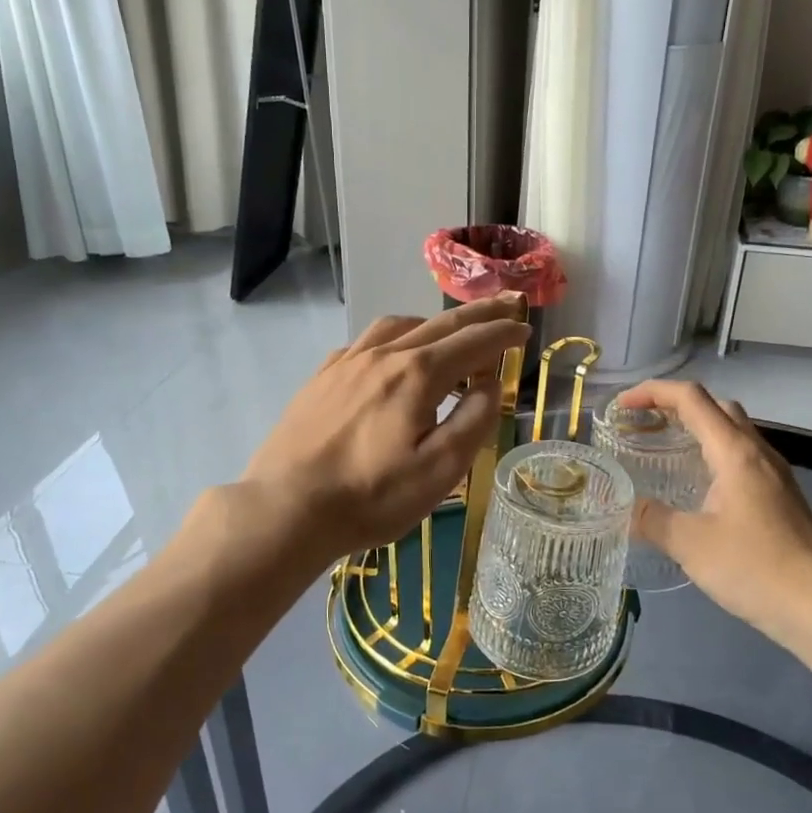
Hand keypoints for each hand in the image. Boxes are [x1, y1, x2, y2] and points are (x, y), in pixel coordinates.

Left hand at [241, 297, 530, 564]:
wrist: (286, 508)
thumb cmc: (371, 496)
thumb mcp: (440, 470)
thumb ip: (474, 420)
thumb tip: (489, 384)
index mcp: (418, 374)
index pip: (473, 342)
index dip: (503, 333)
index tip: (525, 329)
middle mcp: (384, 355)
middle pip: (440, 323)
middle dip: (479, 314)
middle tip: (507, 304)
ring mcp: (347, 362)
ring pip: (398, 326)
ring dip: (433, 324)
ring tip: (448, 335)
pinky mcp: (322, 377)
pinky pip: (365, 342)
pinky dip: (393, 339)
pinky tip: (390, 358)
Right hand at [616, 379, 811, 642]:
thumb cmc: (754, 567)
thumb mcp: (690, 543)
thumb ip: (651, 519)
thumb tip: (623, 507)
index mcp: (735, 451)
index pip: (691, 398)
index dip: (653, 392)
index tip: (622, 406)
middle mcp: (758, 452)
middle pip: (716, 406)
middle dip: (676, 405)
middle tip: (644, 424)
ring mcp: (775, 474)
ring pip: (733, 431)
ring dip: (698, 429)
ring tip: (666, 450)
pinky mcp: (782, 497)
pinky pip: (743, 457)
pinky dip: (714, 454)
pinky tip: (700, 487)